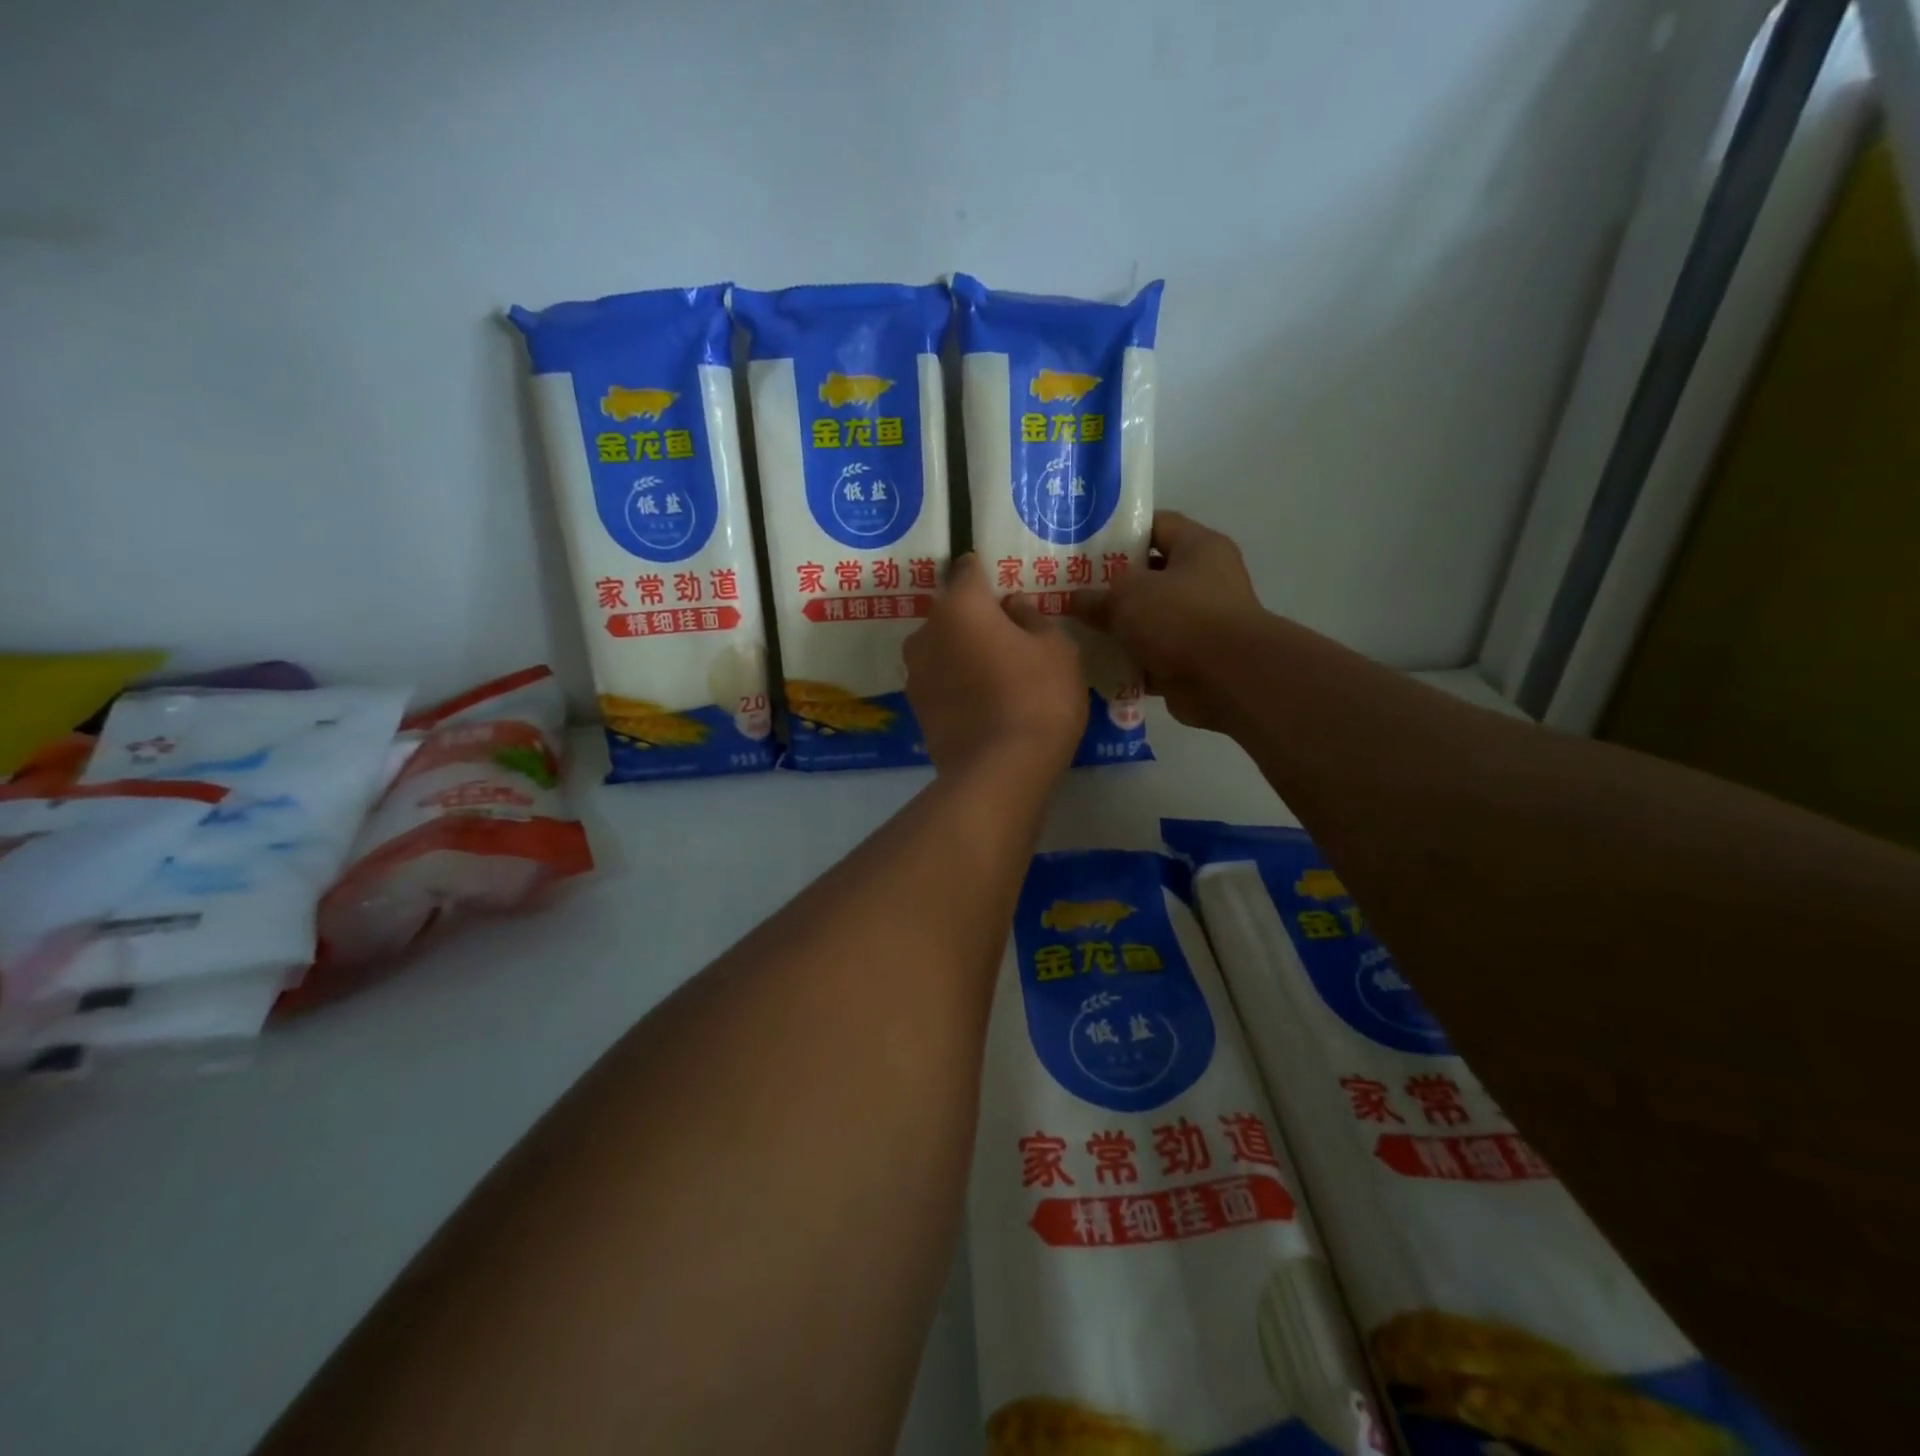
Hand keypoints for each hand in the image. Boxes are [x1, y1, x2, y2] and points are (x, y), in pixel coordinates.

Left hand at [905, 554, 1086, 780]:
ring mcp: (915, 674)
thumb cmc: (1037, 697)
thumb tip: (1013, 605)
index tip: (1004, 586)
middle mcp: (927, 633)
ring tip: (997, 675)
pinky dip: (957, 683)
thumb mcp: (1057, 649)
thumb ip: (1033, 617)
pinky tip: (983, 702)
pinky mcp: (916, 710)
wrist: (999, 772)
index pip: (967, 570)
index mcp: (960, 607)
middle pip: (952, 612)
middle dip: (976, 618)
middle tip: (1010, 637)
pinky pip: (940, 681)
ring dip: (963, 653)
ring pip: (942, 648)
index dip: (986, 574)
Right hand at [1071, 511, 1263, 731]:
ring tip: (1077, 629)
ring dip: (1118, 628)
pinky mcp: (1193, 661)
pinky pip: (1152, 656)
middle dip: (1112, 586)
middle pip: (1150, 576)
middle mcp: (1205, 581)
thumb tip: (1073, 600)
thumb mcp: (1126, 596)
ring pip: (1149, 620)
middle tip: (1072, 590)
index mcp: (1198, 548)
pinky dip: (1128, 661)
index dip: (1121, 532)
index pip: (1157, 525)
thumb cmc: (1179, 617)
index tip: (1085, 544)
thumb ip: (1096, 596)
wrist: (1226, 679)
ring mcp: (1201, 624)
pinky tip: (1095, 664)